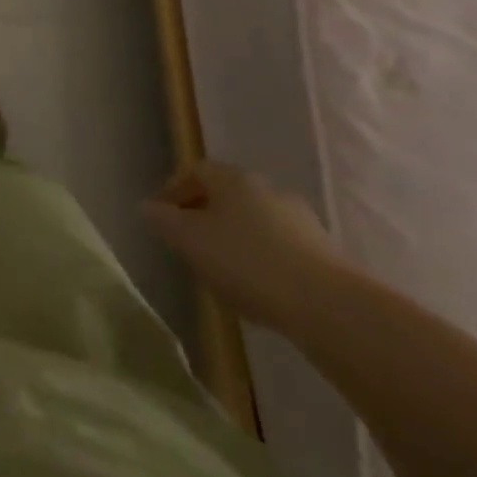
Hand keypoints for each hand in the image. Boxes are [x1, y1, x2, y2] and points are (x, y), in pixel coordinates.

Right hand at [143, 160, 349, 329]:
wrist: (328, 306)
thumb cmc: (247, 262)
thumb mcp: (190, 241)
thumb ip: (164, 221)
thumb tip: (149, 207)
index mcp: (233, 178)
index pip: (196, 171)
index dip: (174, 190)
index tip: (161, 215)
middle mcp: (267, 188)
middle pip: (226, 194)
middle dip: (204, 214)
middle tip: (188, 242)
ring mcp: (300, 219)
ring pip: (254, 220)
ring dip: (234, 237)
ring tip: (221, 269)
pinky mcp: (323, 252)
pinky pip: (279, 245)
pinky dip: (261, 257)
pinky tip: (257, 286)